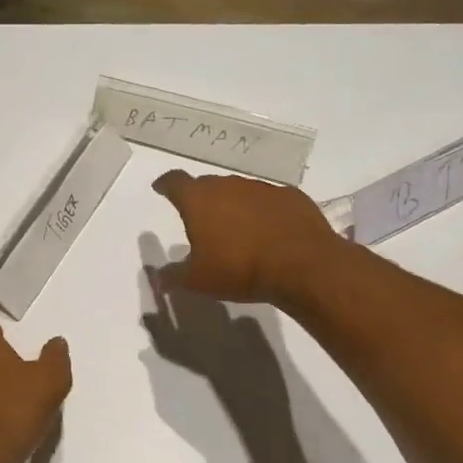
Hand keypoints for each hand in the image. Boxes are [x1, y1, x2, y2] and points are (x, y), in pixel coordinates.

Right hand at [151, 170, 339, 306]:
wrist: (303, 265)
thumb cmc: (239, 269)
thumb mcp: (198, 280)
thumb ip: (174, 276)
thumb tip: (158, 279)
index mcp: (199, 200)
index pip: (175, 182)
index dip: (166, 185)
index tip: (161, 188)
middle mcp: (229, 185)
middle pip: (208, 184)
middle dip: (201, 198)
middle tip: (200, 217)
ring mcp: (262, 188)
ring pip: (240, 191)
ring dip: (234, 205)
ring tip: (236, 228)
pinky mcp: (291, 196)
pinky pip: (270, 200)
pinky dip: (264, 211)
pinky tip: (269, 230)